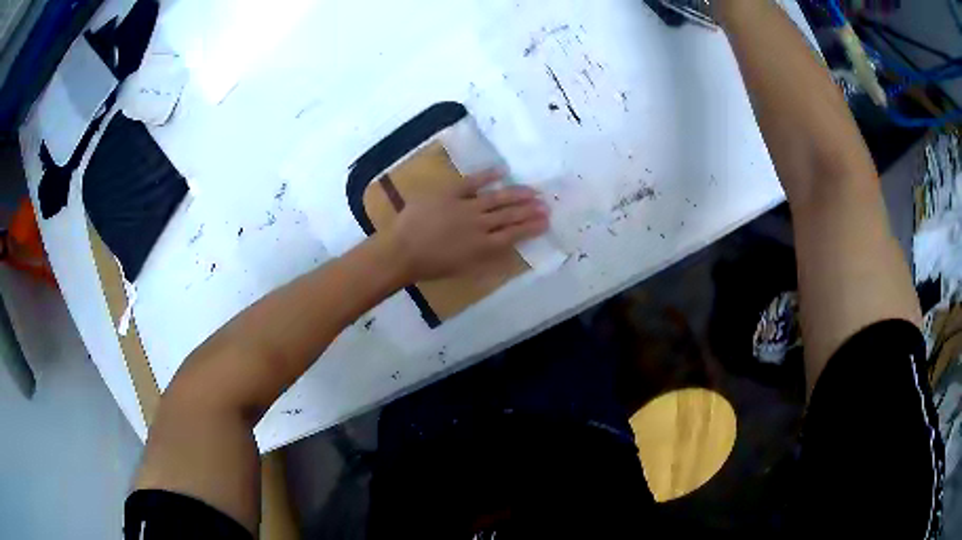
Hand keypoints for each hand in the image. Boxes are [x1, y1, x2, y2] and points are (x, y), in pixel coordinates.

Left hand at [386, 170, 549, 282]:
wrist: (402, 251)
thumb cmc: (430, 266)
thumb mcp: (462, 269)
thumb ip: (485, 258)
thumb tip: (504, 248)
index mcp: (482, 246)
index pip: (513, 235)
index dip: (530, 228)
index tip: (545, 222)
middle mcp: (479, 225)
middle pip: (510, 215)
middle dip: (530, 210)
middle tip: (546, 205)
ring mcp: (465, 206)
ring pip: (497, 199)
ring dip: (517, 194)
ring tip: (533, 191)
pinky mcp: (450, 192)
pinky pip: (473, 181)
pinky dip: (488, 175)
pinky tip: (503, 171)